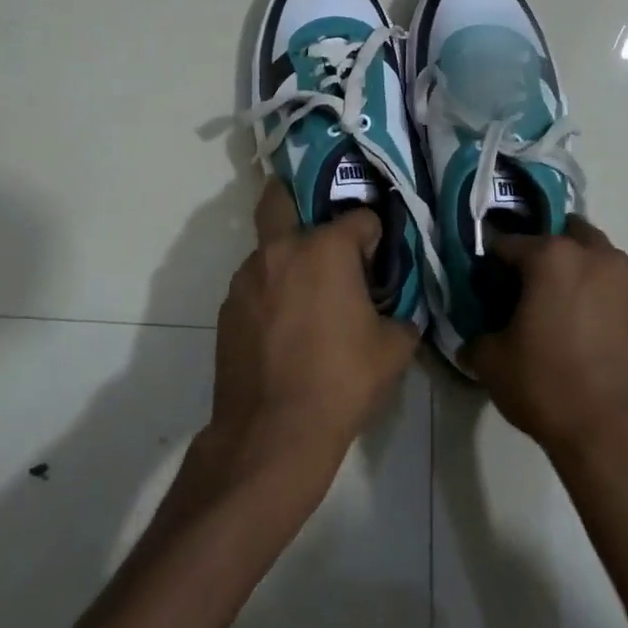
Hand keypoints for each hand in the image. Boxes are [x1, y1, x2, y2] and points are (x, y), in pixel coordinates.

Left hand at [206, 180, 420, 491]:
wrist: (274, 431)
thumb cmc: (342, 381)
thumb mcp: (393, 349)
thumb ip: (400, 317)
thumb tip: (396, 313)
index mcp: (326, 249)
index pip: (360, 218)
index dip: (375, 237)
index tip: (379, 262)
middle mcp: (281, 250)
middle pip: (280, 198)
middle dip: (297, 195)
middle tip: (318, 223)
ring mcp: (247, 278)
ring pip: (267, 248)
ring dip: (287, 257)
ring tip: (307, 295)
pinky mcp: (227, 308)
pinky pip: (254, 284)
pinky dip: (270, 291)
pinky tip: (284, 327)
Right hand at [462, 217, 627, 464]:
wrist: (623, 440)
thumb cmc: (549, 389)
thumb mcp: (493, 364)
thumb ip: (478, 338)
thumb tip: (475, 340)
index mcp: (553, 258)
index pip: (509, 243)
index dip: (492, 262)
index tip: (486, 283)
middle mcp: (599, 258)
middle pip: (567, 235)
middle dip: (547, 252)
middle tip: (531, 288)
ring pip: (601, 261)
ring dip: (581, 274)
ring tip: (567, 315)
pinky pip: (624, 293)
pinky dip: (607, 302)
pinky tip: (597, 339)